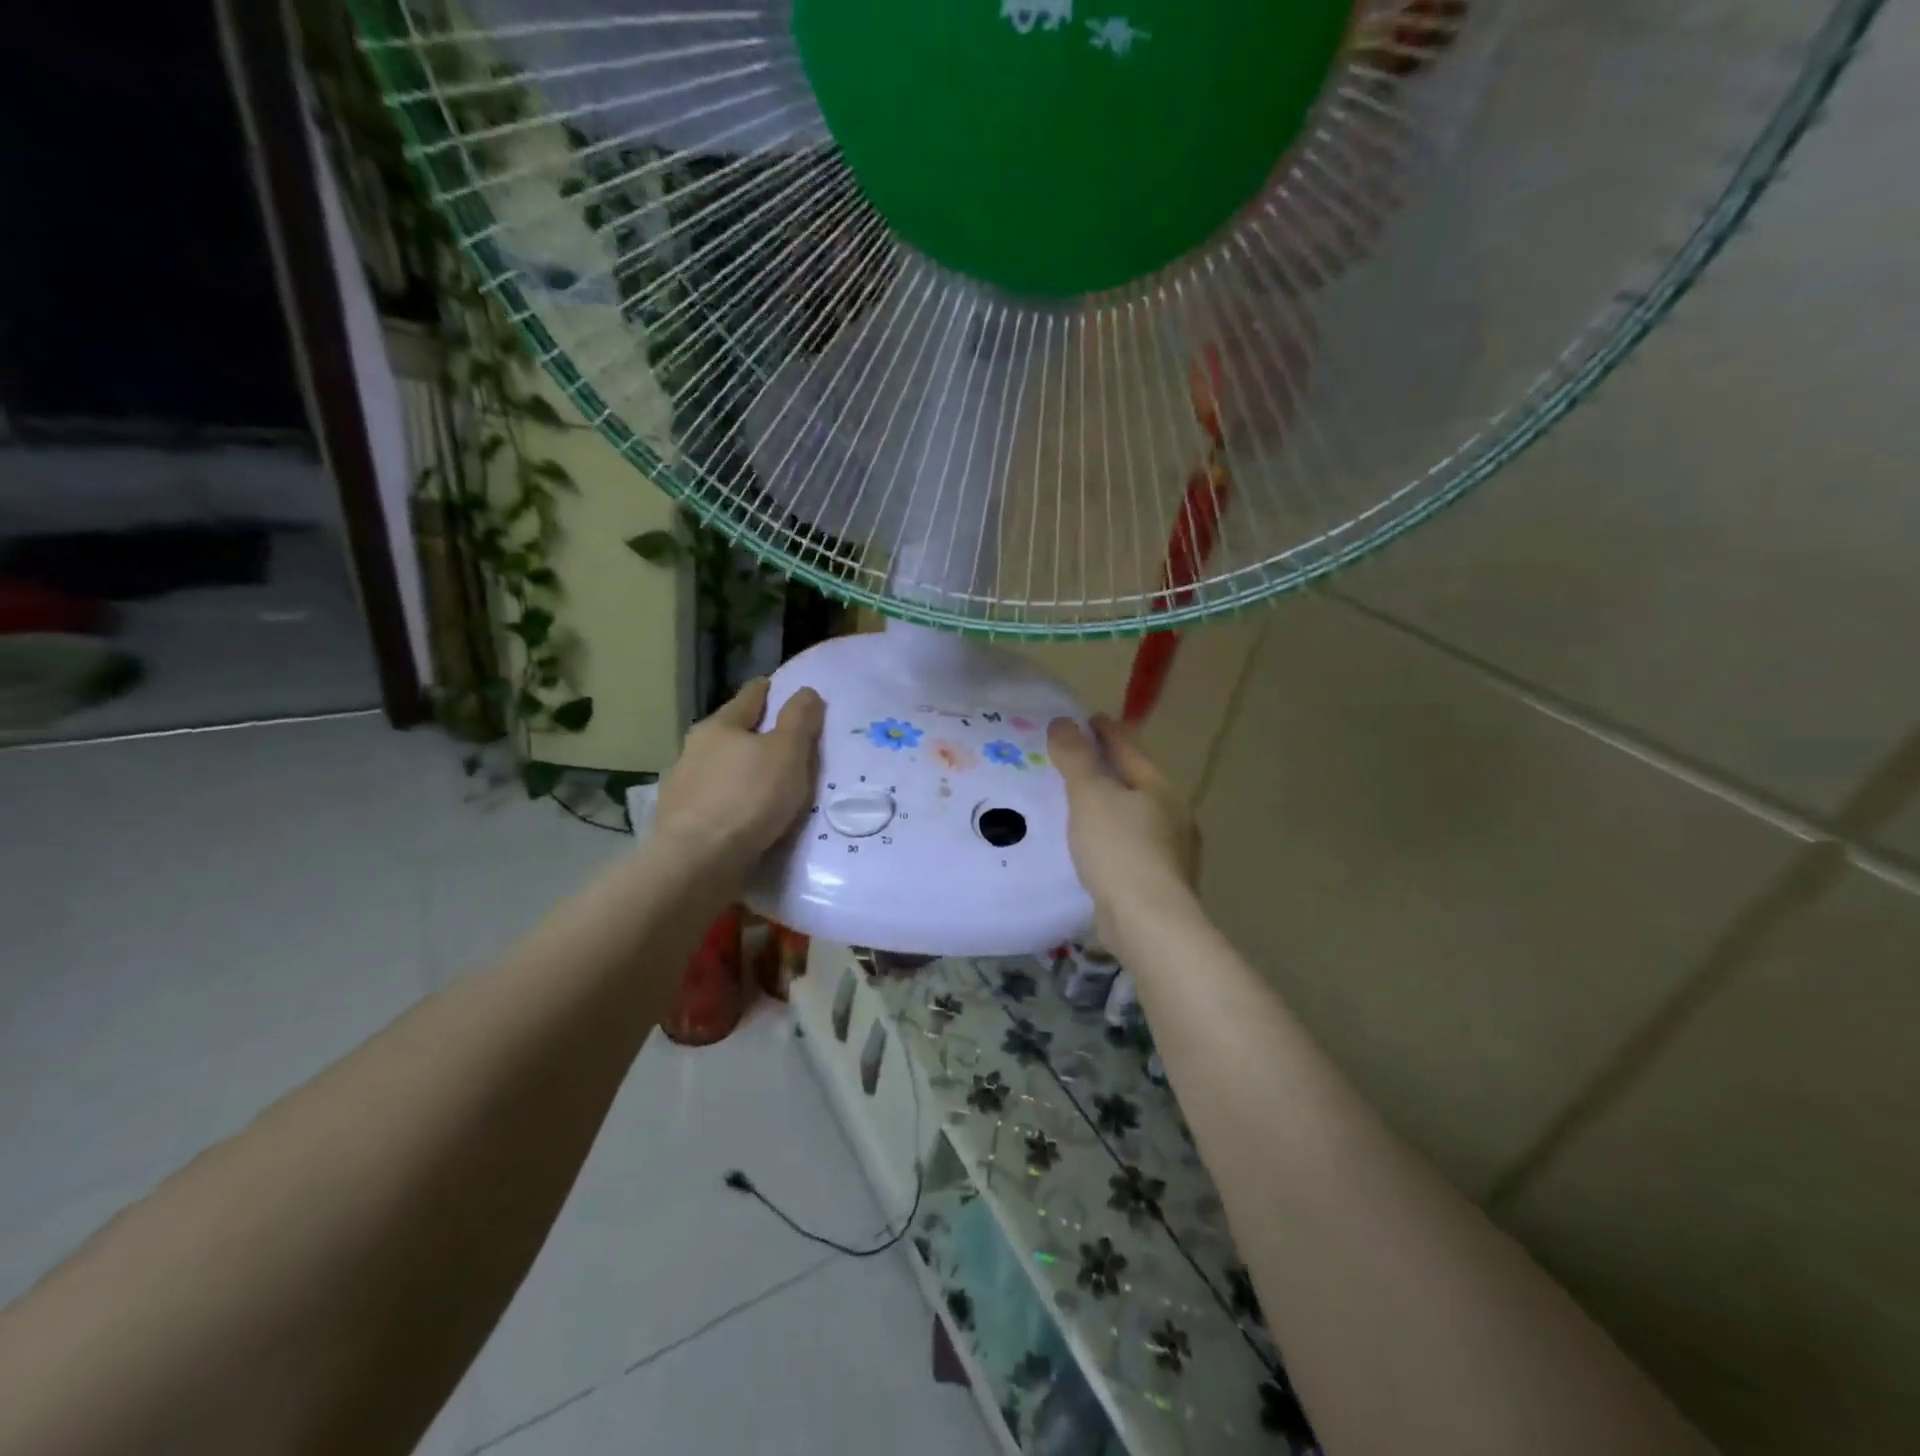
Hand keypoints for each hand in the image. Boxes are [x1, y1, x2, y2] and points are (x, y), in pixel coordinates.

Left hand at [654, 679, 824, 882]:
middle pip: (731, 732)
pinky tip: (744, 815)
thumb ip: (799, 720)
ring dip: (741, 771)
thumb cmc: (748, 799)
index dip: (769, 691)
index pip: (749, 697)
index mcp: (720, 726)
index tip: (781, 689)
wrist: (697, 863)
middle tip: (784, 742)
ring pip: (720, 768)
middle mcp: (695, 749)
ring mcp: (683, 785)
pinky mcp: (680, 820)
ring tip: (766, 784)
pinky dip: (731, 801)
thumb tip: (806, 690)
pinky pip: (714, 801)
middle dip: (754, 734)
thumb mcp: (787, 753)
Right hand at [1048, 714, 1199, 940]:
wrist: (1148, 922)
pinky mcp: (1159, 882)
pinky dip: (1111, 839)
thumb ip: (1076, 758)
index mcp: (1158, 787)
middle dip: (1108, 769)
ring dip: (1110, 807)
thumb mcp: (1090, 796)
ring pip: (1134, 817)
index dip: (1106, 730)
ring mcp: (1170, 851)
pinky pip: (1129, 847)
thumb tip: (1064, 722)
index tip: (1087, 718)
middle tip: (1075, 761)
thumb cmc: (1119, 849)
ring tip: (1078, 805)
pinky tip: (1092, 849)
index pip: (1128, 748)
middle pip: (1136, 781)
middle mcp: (1172, 815)